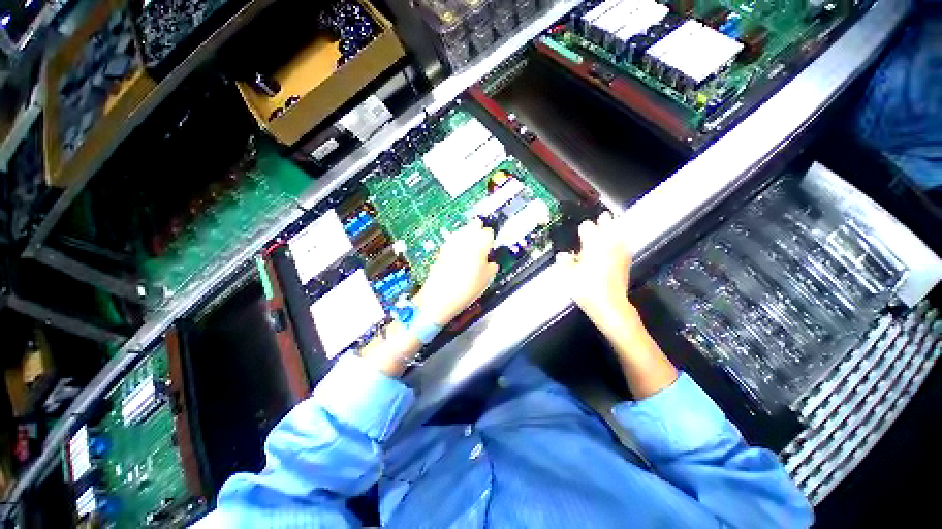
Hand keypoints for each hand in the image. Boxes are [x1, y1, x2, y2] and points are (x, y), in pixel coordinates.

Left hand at [415, 218, 498, 324]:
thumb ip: (491, 266)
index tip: (490, 247)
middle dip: (478, 230)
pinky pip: (453, 241)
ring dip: (467, 236)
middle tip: (481, 243)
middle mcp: (466, 236)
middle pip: (474, 225)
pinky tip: (459, 255)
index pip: (489, 232)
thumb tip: (490, 263)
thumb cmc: (468, 286)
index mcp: (481, 241)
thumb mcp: (487, 279)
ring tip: (470, 249)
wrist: (440, 295)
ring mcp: (452, 241)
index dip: (490, 239)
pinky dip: (457, 244)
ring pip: (462, 230)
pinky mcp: (442, 248)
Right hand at [555, 212, 635, 334]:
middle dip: (603, 221)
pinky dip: (621, 242)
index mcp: (593, 244)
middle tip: (601, 218)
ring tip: (611, 226)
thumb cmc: (586, 288)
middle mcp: (608, 244)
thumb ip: (564, 263)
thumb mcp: (568, 276)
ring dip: (615, 229)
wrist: (610, 305)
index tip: (580, 230)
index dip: (583, 227)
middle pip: (608, 225)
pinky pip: (624, 245)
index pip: (587, 227)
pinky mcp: (626, 262)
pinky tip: (619, 245)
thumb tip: (562, 255)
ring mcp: (620, 253)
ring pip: (619, 233)